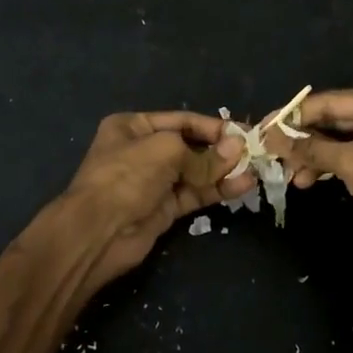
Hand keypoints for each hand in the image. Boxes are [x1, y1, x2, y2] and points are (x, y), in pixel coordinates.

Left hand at [62, 112, 247, 291]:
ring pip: (195, 172)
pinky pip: (195, 194)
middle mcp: (142, 151)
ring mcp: (153, 182)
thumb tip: (237, 148)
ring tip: (254, 169)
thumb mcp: (165, 150)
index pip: (181, 120)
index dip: (212, 126)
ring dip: (223, 170)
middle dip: (220, 149)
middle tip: (253, 152)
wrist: (97, 232)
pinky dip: (217, 190)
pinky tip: (242, 185)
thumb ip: (203, 152)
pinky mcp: (163, 209)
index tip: (244, 131)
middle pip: (190, 146)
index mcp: (133, 127)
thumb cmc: (126, 176)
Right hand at [270, 85, 352, 261]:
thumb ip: (311, 148)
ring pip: (339, 137)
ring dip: (313, 155)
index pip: (329, 102)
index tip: (263, 128)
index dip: (293, 116)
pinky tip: (306, 179)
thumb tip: (271, 137)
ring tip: (288, 175)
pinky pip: (350, 151)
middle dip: (302, 138)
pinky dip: (329, 163)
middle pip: (333, 118)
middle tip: (270, 152)